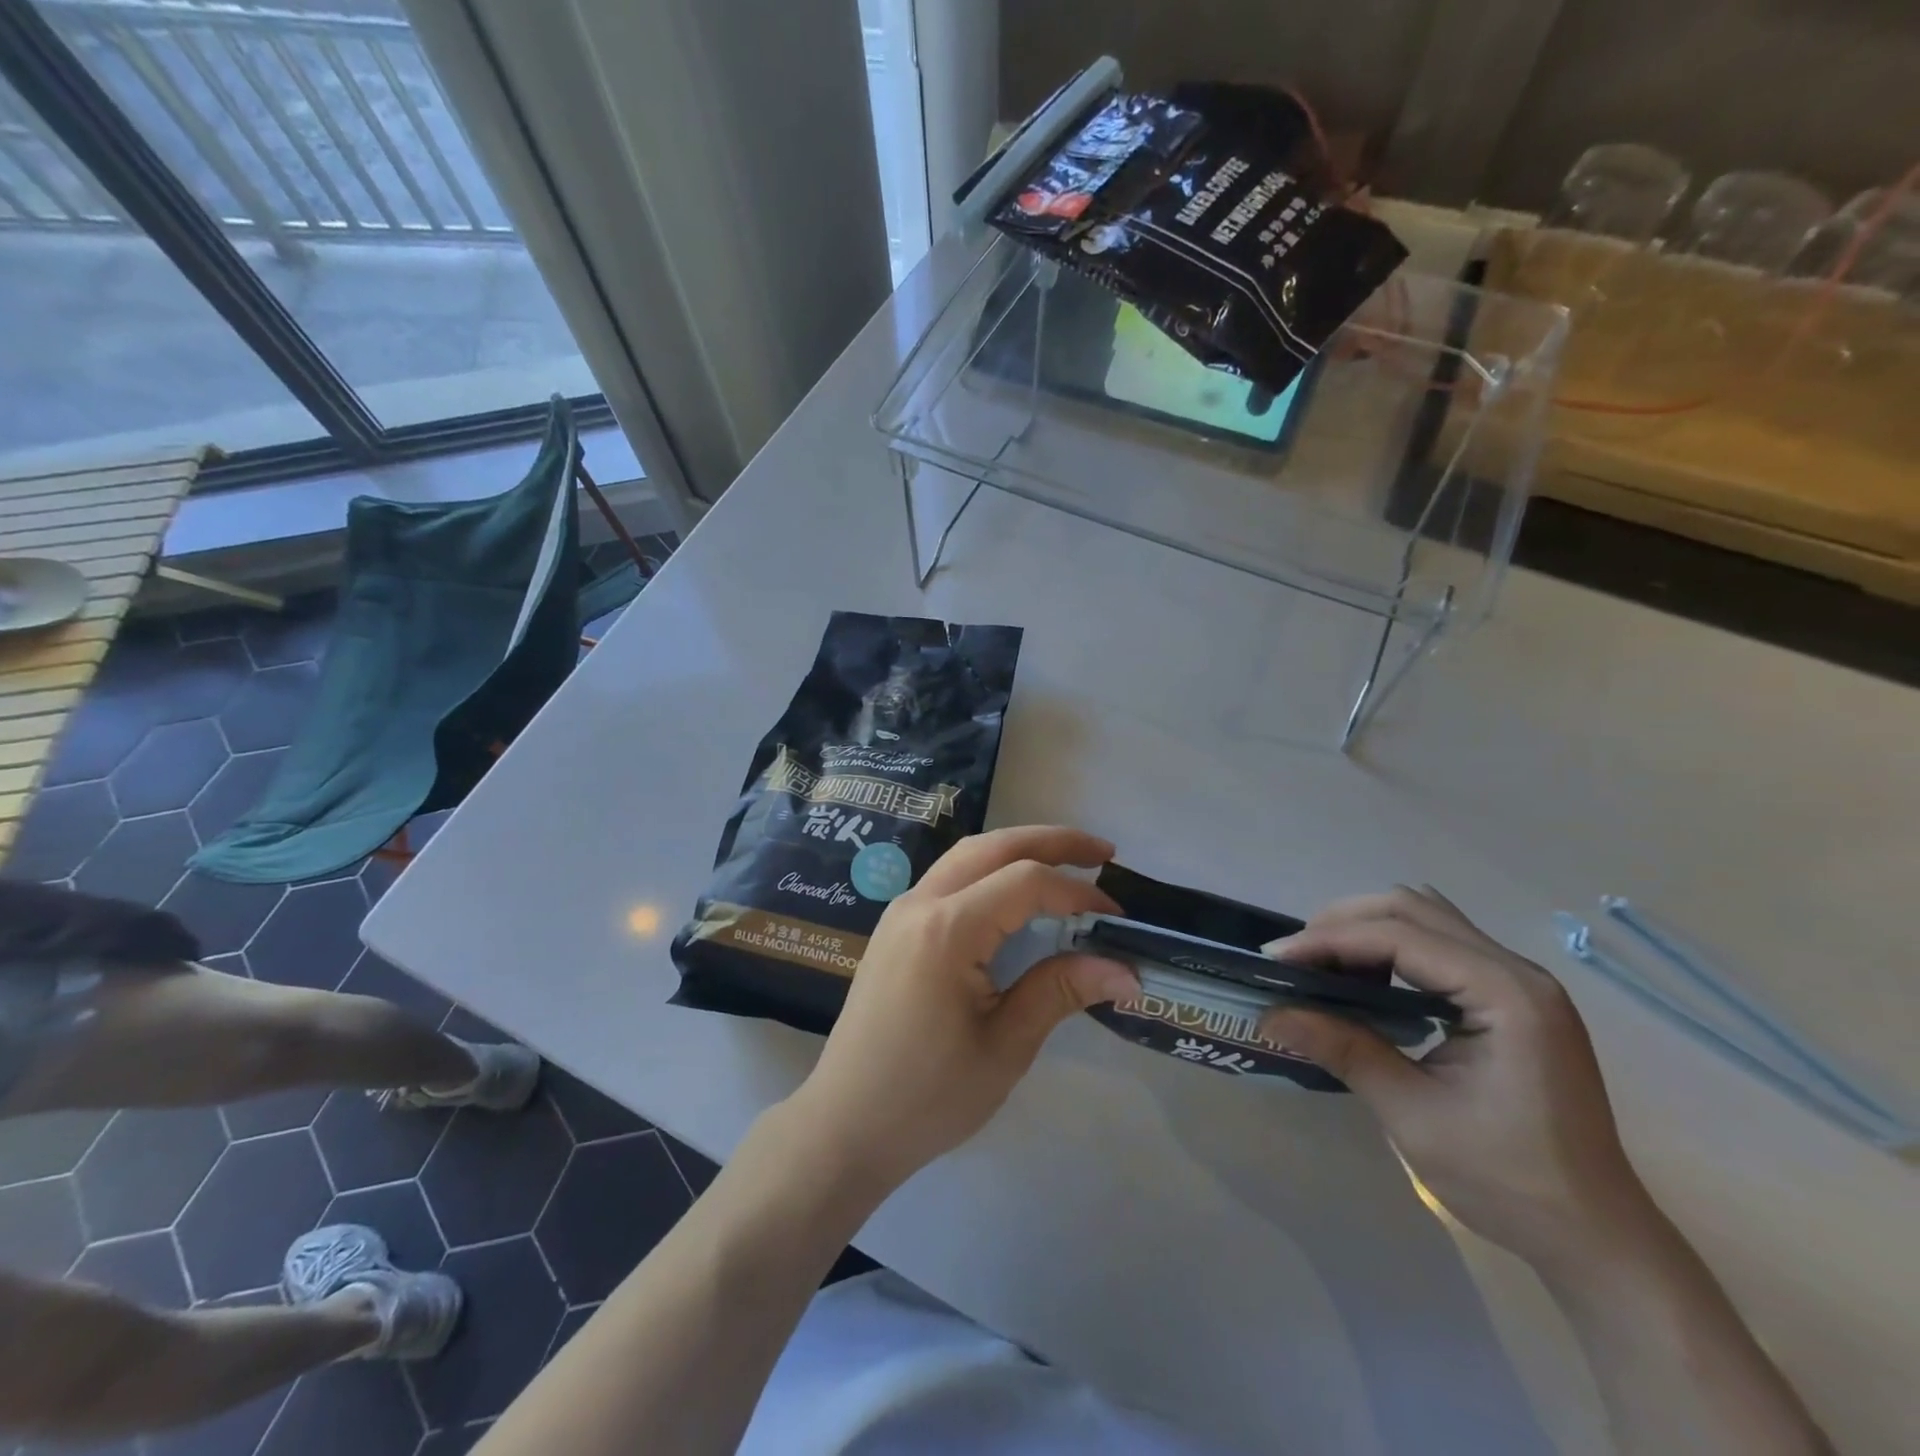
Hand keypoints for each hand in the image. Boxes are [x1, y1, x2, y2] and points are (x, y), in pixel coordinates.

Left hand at [786, 827, 1138, 1193]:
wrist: (846, 1125)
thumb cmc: (928, 1096)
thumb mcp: (1005, 1047)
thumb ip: (1061, 991)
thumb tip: (1126, 970)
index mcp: (947, 930)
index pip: (1026, 882)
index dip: (1078, 893)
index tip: (1119, 918)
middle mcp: (920, 904)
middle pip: (993, 847)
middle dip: (1051, 842)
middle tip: (1103, 853)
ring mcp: (901, 912)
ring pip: (967, 855)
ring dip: (1018, 849)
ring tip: (1067, 863)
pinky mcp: (895, 928)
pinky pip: (949, 878)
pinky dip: (990, 869)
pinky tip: (1015, 893)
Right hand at [1259, 887, 1658, 1271]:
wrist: (1596, 1239)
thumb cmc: (1509, 1181)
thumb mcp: (1414, 1116)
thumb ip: (1343, 1049)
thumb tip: (1268, 1013)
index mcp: (1507, 995)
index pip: (1399, 936)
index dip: (1330, 940)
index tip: (1275, 960)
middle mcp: (1517, 972)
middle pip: (1412, 909)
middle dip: (1343, 924)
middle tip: (1294, 960)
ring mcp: (1519, 982)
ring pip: (1426, 918)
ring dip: (1366, 929)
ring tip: (1322, 963)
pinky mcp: (1512, 998)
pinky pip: (1440, 944)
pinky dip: (1392, 947)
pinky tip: (1366, 979)